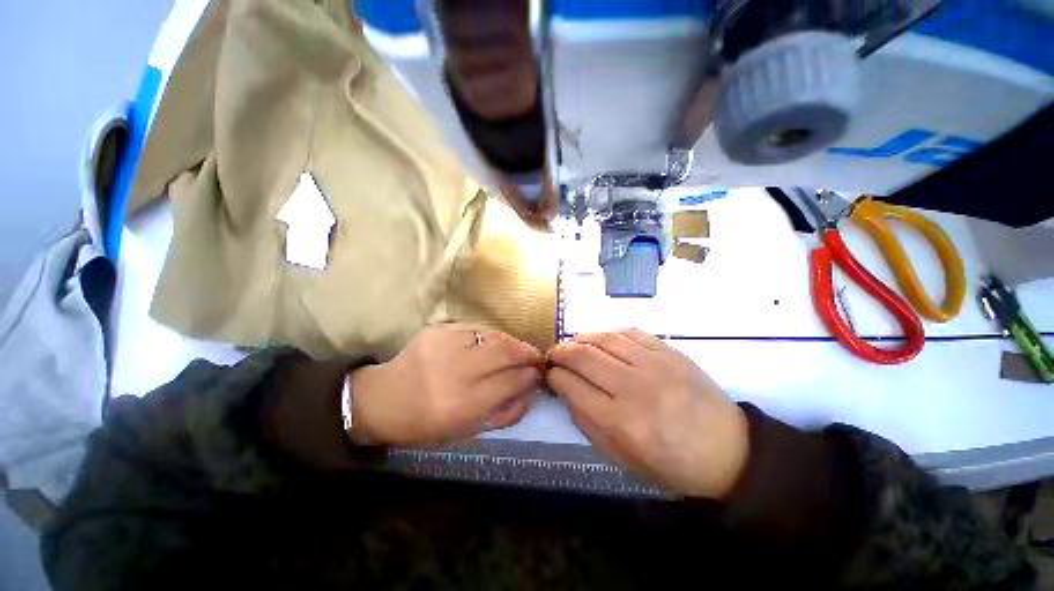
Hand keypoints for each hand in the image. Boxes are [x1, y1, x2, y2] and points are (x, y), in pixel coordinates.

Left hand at [349, 325, 542, 445]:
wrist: (382, 398)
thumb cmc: (426, 423)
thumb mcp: (466, 431)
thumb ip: (504, 414)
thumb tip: (531, 392)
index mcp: (462, 404)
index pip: (511, 381)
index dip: (530, 376)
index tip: (539, 374)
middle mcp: (456, 371)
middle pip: (506, 352)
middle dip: (527, 353)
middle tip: (536, 357)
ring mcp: (446, 345)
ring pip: (493, 337)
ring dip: (511, 343)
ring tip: (517, 351)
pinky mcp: (438, 330)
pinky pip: (476, 330)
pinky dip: (490, 338)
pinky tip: (490, 346)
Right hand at [545, 329, 748, 498]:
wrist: (730, 450)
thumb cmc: (673, 463)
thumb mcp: (624, 460)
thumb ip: (590, 426)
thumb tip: (568, 395)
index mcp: (622, 421)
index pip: (573, 387)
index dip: (554, 376)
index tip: (548, 373)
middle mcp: (635, 387)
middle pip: (584, 357)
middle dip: (560, 352)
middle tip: (553, 354)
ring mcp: (655, 365)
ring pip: (605, 339)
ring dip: (580, 338)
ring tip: (572, 343)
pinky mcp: (670, 352)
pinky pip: (631, 332)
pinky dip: (610, 333)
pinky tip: (602, 339)